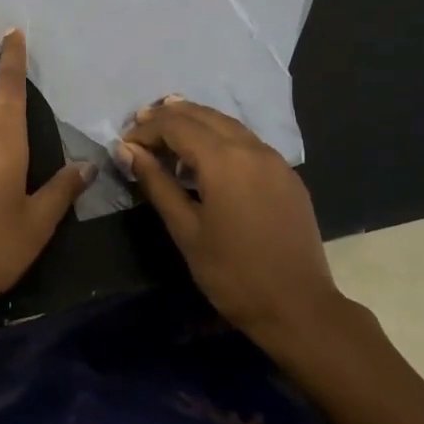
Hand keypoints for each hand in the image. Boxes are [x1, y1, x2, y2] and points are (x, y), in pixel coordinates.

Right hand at [119, 98, 345, 339]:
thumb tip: (128, 151)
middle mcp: (252, 148)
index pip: (177, 126)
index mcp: (224, 160)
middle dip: (169, 116)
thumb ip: (157, 183)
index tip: (125, 144)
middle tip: (140, 125)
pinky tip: (207, 155)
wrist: (298, 307)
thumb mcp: (186, 230)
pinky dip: (220, 137)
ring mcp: (275, 160)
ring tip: (167, 131)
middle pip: (204, 116)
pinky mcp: (287, 176)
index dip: (147, 129)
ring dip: (195, 122)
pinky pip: (247, 142)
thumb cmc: (233, 273)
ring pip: (228, 124)